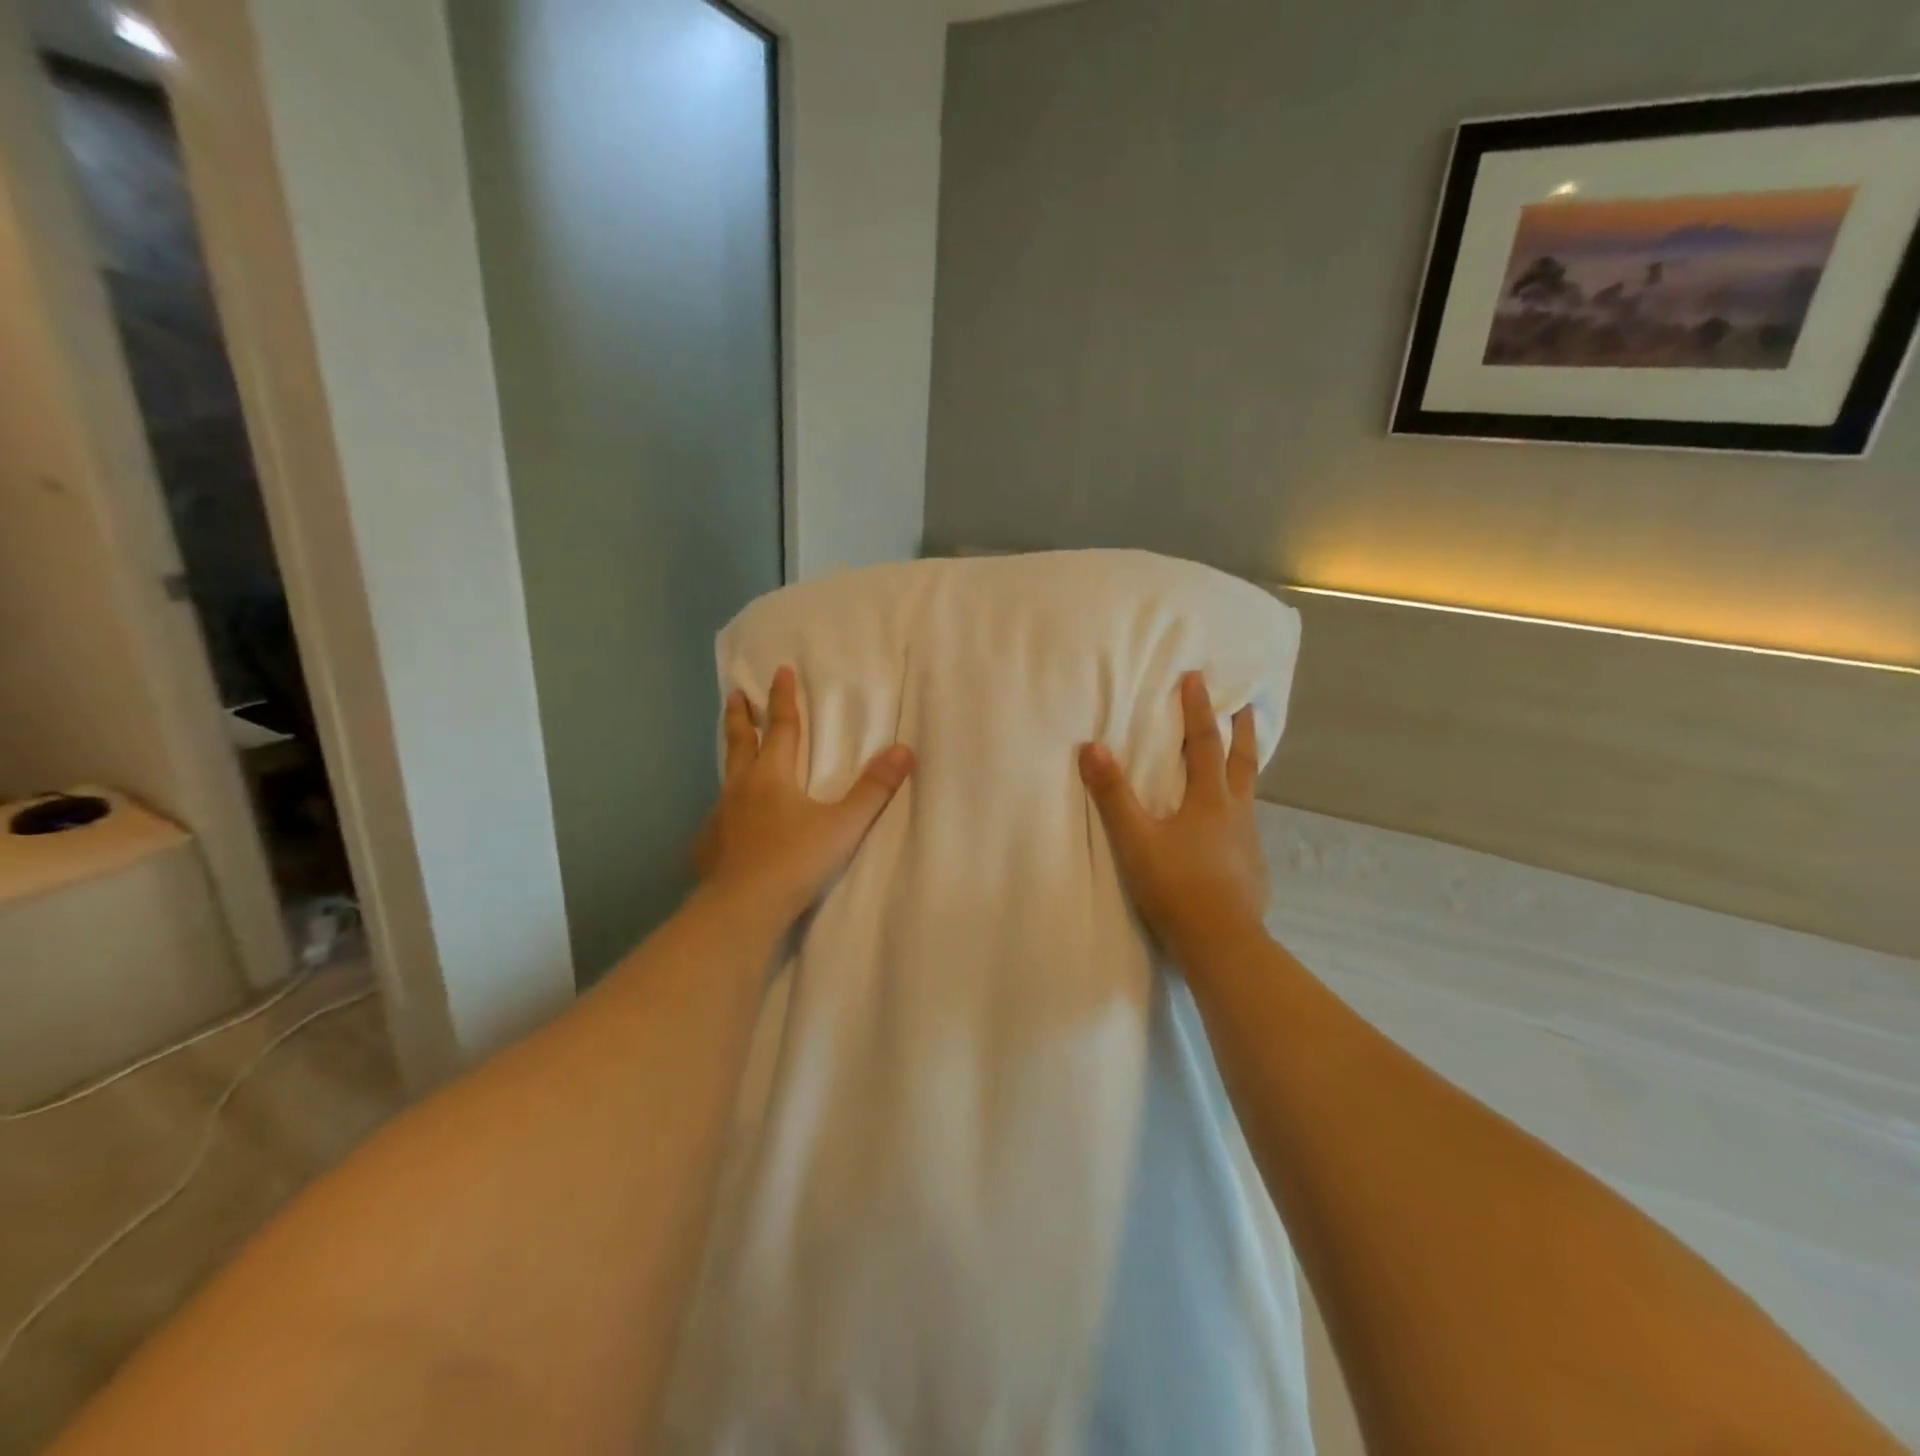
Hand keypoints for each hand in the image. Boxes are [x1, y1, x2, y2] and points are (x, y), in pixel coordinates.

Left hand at [695, 665, 913, 927]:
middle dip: (740, 715)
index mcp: (772, 775)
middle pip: (740, 742)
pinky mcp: (709, 844)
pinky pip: (718, 813)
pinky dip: (726, 803)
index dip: (782, 697)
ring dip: (732, 755)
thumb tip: (904, 750)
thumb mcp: (843, 825)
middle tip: (734, 694)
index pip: (780, 726)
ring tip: (735, 751)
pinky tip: (728, 819)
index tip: (779, 671)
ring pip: (726, 775)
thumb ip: (873, 789)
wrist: (742, 909)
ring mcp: (720, 816)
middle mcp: (741, 787)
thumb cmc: (795, 861)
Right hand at [1079, 672, 1268, 964]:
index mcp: (1210, 799)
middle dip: (1242, 732)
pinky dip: (1240, 810)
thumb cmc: (1175, 885)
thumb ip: (1113, 794)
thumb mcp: (1135, 838)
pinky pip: (1247, 826)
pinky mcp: (1252, 868)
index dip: (1198, 709)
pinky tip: (1231, 829)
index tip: (1196, 678)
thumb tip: (1092, 747)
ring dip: (1245, 768)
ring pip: (1249, 794)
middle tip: (1247, 707)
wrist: (1221, 943)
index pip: (1204, 743)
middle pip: (1243, 762)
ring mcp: (1249, 842)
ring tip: (1241, 760)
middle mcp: (1236, 813)